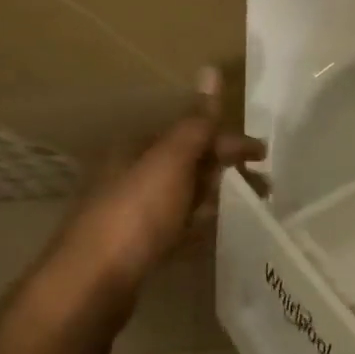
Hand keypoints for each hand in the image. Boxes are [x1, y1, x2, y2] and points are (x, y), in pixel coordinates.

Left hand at [37, 68, 264, 319]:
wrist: (90, 284)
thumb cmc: (135, 214)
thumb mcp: (171, 161)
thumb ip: (195, 122)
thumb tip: (210, 69)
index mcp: (137, 148)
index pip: (192, 133)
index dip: (230, 142)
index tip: (264, 156)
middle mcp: (130, 173)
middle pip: (188, 163)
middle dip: (226, 170)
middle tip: (263, 188)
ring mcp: (130, 211)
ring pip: (182, 195)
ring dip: (214, 197)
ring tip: (246, 209)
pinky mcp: (133, 245)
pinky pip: (173, 225)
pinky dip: (195, 223)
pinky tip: (209, 233)